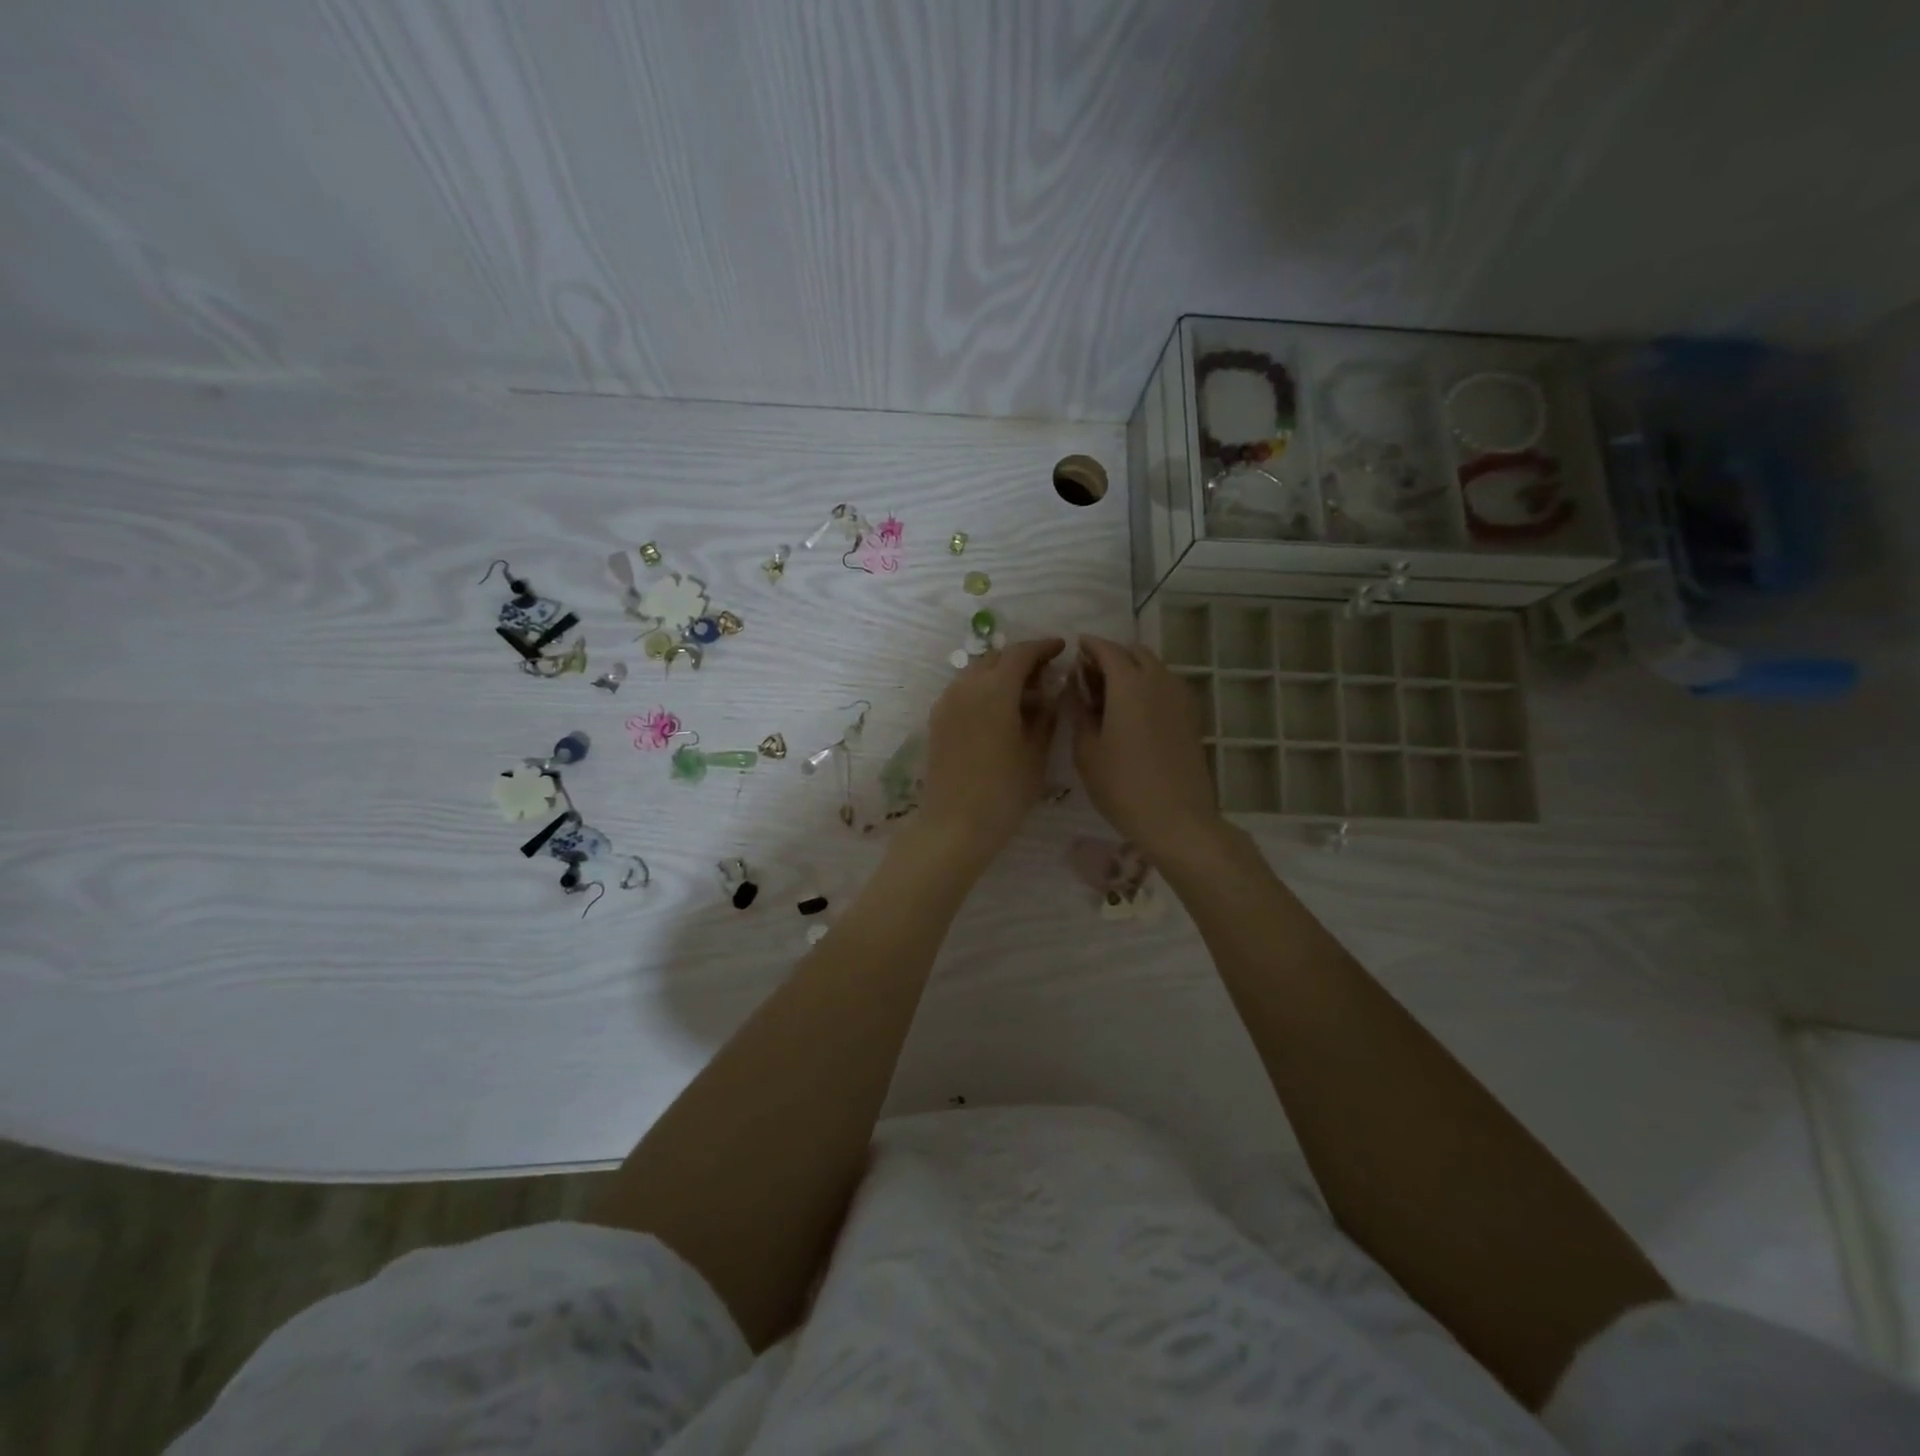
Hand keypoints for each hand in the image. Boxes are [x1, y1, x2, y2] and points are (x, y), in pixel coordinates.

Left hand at [917, 637, 1065, 868]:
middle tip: (1045, 675)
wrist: (954, 824)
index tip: (1061, 647)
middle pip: (996, 658)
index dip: (1043, 647)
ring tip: (1023, 696)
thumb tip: (1049, 694)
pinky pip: (963, 691)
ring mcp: (946, 703)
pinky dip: (983, 690)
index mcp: (994, 690)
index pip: (1021, 654)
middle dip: (1021, 660)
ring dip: (1000, 675)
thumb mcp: (1035, 753)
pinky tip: (999, 712)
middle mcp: (966, 687)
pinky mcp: (937, 720)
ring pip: (976, 673)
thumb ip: (1045, 716)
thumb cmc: (1004, 792)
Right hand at [1071, 636, 1224, 862]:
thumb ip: (1079, 712)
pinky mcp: (1191, 716)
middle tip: (1090, 676)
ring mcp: (1180, 698)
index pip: (1107, 649)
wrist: (1177, 818)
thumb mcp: (1087, 751)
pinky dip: (1148, 686)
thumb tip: (1077, 689)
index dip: (1089, 646)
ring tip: (1110, 695)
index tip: (1075, 649)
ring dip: (1132, 670)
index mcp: (1129, 684)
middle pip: (1135, 653)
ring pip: (1154, 668)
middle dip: (1112, 656)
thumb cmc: (1122, 786)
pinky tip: (1133, 712)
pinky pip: (1166, 686)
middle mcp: (1159, 681)